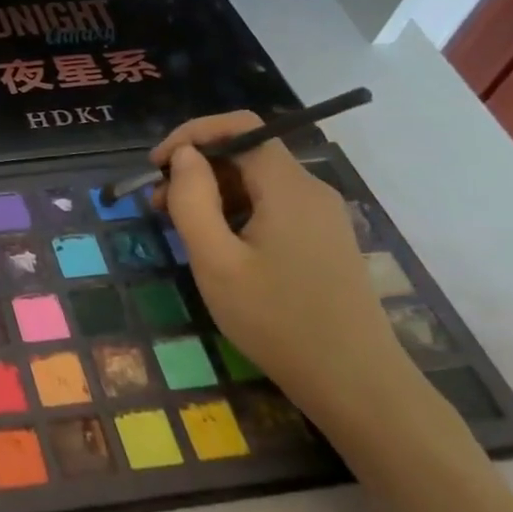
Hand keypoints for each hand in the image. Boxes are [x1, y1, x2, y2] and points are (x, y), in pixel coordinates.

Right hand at [150, 113, 414, 430]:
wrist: (356, 385)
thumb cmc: (277, 320)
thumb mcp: (216, 260)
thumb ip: (192, 200)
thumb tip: (184, 157)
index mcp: (289, 187)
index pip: (240, 126)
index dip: (192, 134)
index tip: (156, 166)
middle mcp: (311, 190)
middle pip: (247, 152)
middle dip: (197, 167)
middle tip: (157, 204)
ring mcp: (321, 216)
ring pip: (257, 181)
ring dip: (213, 192)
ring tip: (179, 227)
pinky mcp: (323, 240)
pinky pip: (272, 206)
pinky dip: (236, 211)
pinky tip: (217, 245)